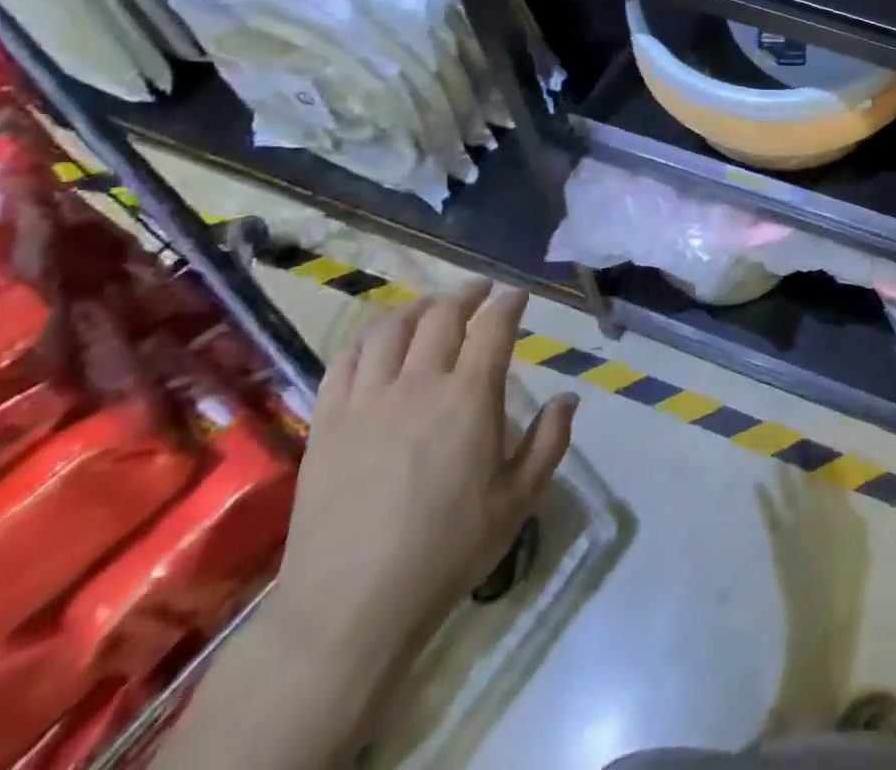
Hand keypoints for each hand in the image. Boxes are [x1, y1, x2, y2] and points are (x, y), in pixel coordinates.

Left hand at [269, 283, 576, 674]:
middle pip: (442, 316)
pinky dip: (367, 338)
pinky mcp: (327, 422)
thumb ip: (549, 442)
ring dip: (417, 308)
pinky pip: (345, 360)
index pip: (493, 327)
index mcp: (470, 397)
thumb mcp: (518, 500)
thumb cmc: (447, 551)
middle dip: (466, 294)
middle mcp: (419, 384)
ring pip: (390, 329)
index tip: (517, 294)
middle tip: (479, 290)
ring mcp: (367, 400)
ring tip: (430, 307)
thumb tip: (568, 398)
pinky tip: (377, 340)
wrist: (351, 605)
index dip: (509, 303)